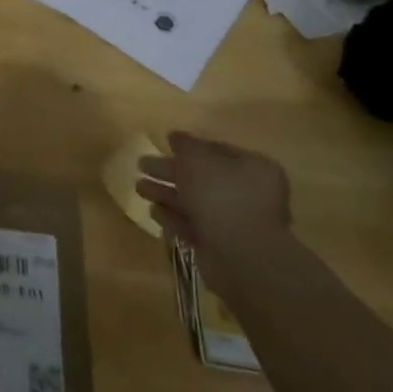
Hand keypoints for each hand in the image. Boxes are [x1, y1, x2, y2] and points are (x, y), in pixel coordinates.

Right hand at [136, 132, 291, 293]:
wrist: (240, 255)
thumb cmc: (221, 195)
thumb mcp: (196, 158)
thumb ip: (184, 144)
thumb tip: (175, 136)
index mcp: (253, 168)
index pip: (218, 150)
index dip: (190, 146)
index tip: (165, 144)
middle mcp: (249, 194)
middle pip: (202, 177)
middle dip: (170, 171)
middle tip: (141, 165)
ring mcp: (236, 223)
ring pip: (195, 202)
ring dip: (166, 194)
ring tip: (138, 188)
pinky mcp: (221, 246)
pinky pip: (193, 226)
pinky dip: (173, 218)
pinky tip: (153, 211)